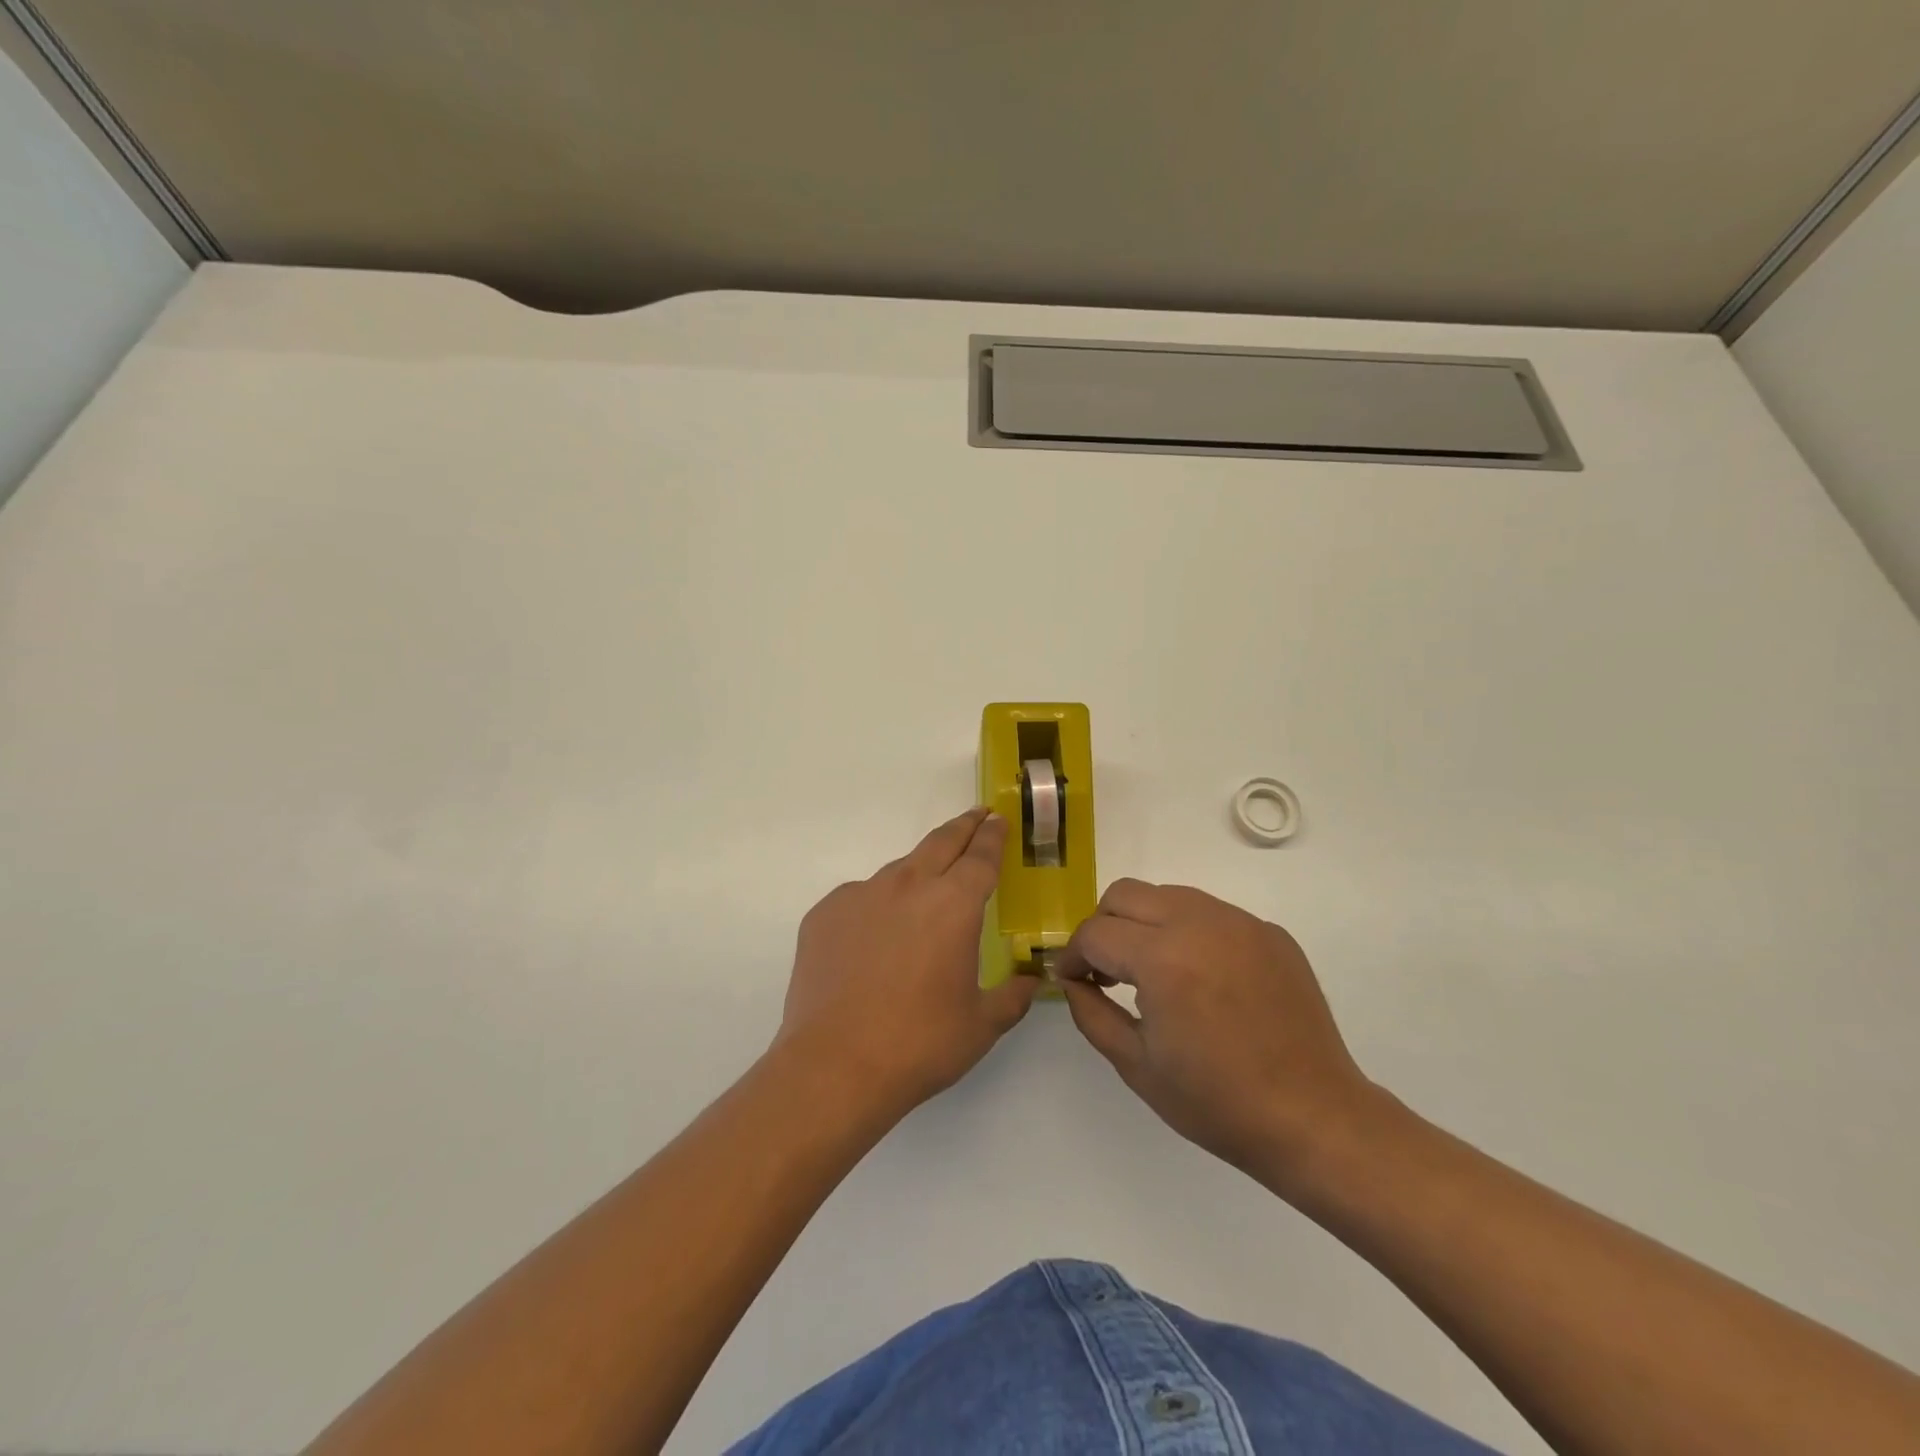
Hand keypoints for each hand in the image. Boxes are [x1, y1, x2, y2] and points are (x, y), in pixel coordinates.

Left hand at [774, 808, 1037, 1117]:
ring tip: (924, 895)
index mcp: (953, 905)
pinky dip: (876, 908)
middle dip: (963, 827)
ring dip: (919, 872)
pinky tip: (874, 941)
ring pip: (899, 870)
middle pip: (941, 842)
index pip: (980, 857)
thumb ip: (1013, 995)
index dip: (992, 837)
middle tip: (976, 817)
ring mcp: (860, 895)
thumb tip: (1031, 980)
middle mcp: (908, 886)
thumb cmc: (919, 1044)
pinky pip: (860, 899)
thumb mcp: (981, 1025)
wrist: (834, 1066)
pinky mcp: (825, 913)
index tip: (997, 820)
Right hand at [1056, 880, 1378, 1190]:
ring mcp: (1240, 923)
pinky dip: (1189, 933)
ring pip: (1168, 895)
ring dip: (1144, 923)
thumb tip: (1071, 979)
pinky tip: (1201, 979)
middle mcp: (1200, 923)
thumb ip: (1090, 1012)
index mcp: (1163, 958)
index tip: (1070, 979)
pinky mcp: (1270, 932)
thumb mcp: (1136, 1065)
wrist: (1314, 1118)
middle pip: (1125, 894)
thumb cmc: (1217, 1102)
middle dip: (1103, 926)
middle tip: (1106, 970)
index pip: (1095, 933)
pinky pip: (1211, 914)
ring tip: (1152, 971)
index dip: (1072, 955)